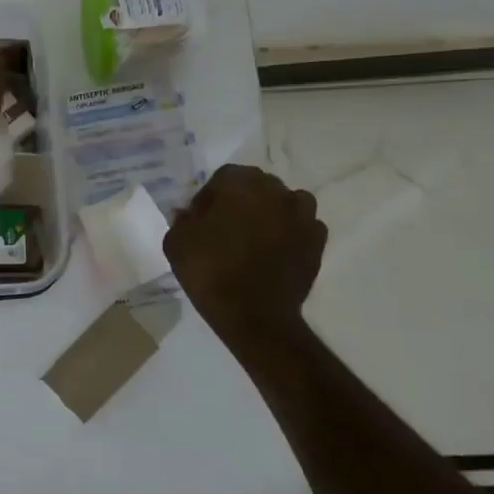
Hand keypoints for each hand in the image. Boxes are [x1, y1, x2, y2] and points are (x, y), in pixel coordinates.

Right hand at [164, 164, 327, 337]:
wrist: (254, 315)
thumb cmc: (210, 272)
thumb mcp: (176, 243)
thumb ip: (182, 220)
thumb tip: (190, 214)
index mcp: (239, 184)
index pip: (223, 178)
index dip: (210, 197)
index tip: (201, 220)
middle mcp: (275, 191)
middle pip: (257, 185)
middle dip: (242, 201)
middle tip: (226, 228)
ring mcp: (301, 215)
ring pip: (286, 202)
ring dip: (272, 212)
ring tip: (256, 237)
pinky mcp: (317, 241)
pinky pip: (304, 226)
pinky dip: (292, 232)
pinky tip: (278, 250)